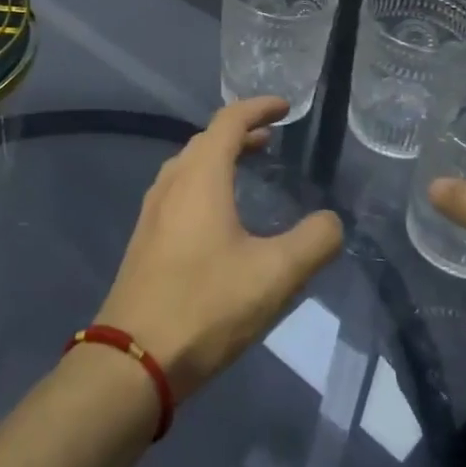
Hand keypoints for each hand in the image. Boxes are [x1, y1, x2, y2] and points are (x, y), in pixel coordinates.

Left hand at [95, 97, 343, 400]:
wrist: (133, 359)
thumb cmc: (206, 306)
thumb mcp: (275, 275)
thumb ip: (313, 242)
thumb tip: (332, 222)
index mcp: (200, 178)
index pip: (229, 121)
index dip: (258, 108)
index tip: (284, 107)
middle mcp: (172, 183)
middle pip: (206, 140)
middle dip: (240, 132)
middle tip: (271, 138)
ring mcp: (152, 212)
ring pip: (189, 166)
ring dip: (219, 157)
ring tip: (248, 167)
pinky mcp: (145, 239)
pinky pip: (178, 191)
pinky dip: (204, 183)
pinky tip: (218, 215)